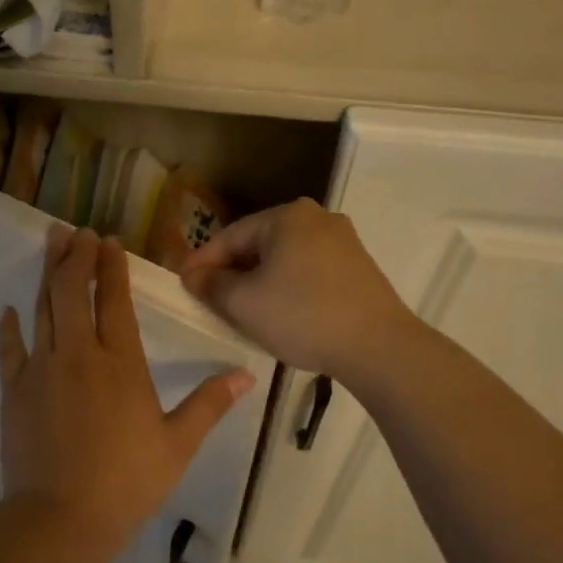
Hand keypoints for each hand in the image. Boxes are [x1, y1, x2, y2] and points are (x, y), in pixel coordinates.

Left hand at [0, 227, 254, 540]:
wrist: (61, 518)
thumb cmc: (127, 481)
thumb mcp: (178, 444)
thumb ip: (209, 404)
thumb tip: (247, 374)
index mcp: (121, 363)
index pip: (114, 301)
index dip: (111, 268)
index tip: (108, 241)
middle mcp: (79, 354)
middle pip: (72, 292)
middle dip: (75, 257)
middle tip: (76, 231)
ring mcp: (41, 369)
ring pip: (43, 309)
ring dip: (47, 274)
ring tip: (51, 243)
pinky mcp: (15, 391)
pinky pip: (11, 349)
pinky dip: (11, 327)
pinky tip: (11, 309)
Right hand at [180, 199, 415, 383]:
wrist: (378, 346)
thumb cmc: (302, 316)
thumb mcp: (244, 303)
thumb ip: (211, 285)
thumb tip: (194, 276)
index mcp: (287, 216)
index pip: (230, 236)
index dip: (202, 261)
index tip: (183, 284)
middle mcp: (317, 217)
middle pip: (258, 244)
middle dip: (232, 271)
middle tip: (210, 298)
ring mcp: (343, 241)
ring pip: (284, 258)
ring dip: (260, 280)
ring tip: (243, 309)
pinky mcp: (358, 266)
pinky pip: (308, 270)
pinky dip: (288, 286)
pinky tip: (281, 311)